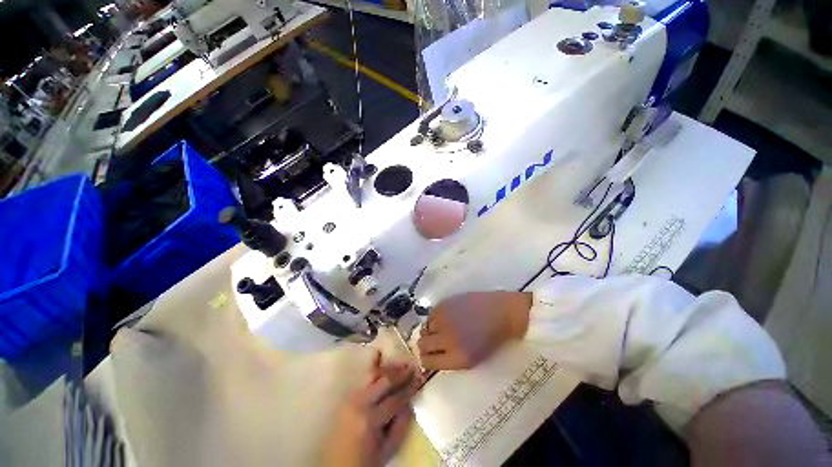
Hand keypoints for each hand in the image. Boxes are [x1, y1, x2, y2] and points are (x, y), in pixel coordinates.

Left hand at [321, 355, 420, 466]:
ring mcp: (351, 398)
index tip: (419, 378)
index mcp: (370, 419)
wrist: (335, 465)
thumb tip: (409, 404)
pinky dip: (373, 369)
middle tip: (411, 366)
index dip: (408, 388)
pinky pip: (363, 379)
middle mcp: (360, 403)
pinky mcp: (347, 397)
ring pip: (373, 376)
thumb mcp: (386, 450)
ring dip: (388, 369)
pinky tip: (379, 356)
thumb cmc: (363, 461)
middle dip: (399, 373)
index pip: (395, 398)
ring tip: (400, 363)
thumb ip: (400, 426)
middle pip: (384, 382)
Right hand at [417, 292, 532, 370]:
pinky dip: (435, 318)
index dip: (426, 360)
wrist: (502, 312)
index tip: (429, 356)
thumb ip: (450, 360)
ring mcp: (444, 319)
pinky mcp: (444, 303)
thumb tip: (431, 356)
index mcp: (457, 358)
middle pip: (422, 345)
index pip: (427, 362)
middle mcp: (447, 338)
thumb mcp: (473, 359)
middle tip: (432, 342)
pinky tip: (446, 317)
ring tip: (442, 328)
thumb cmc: (491, 339)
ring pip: (425, 328)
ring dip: (431, 331)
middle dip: (425, 346)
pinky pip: (430, 315)